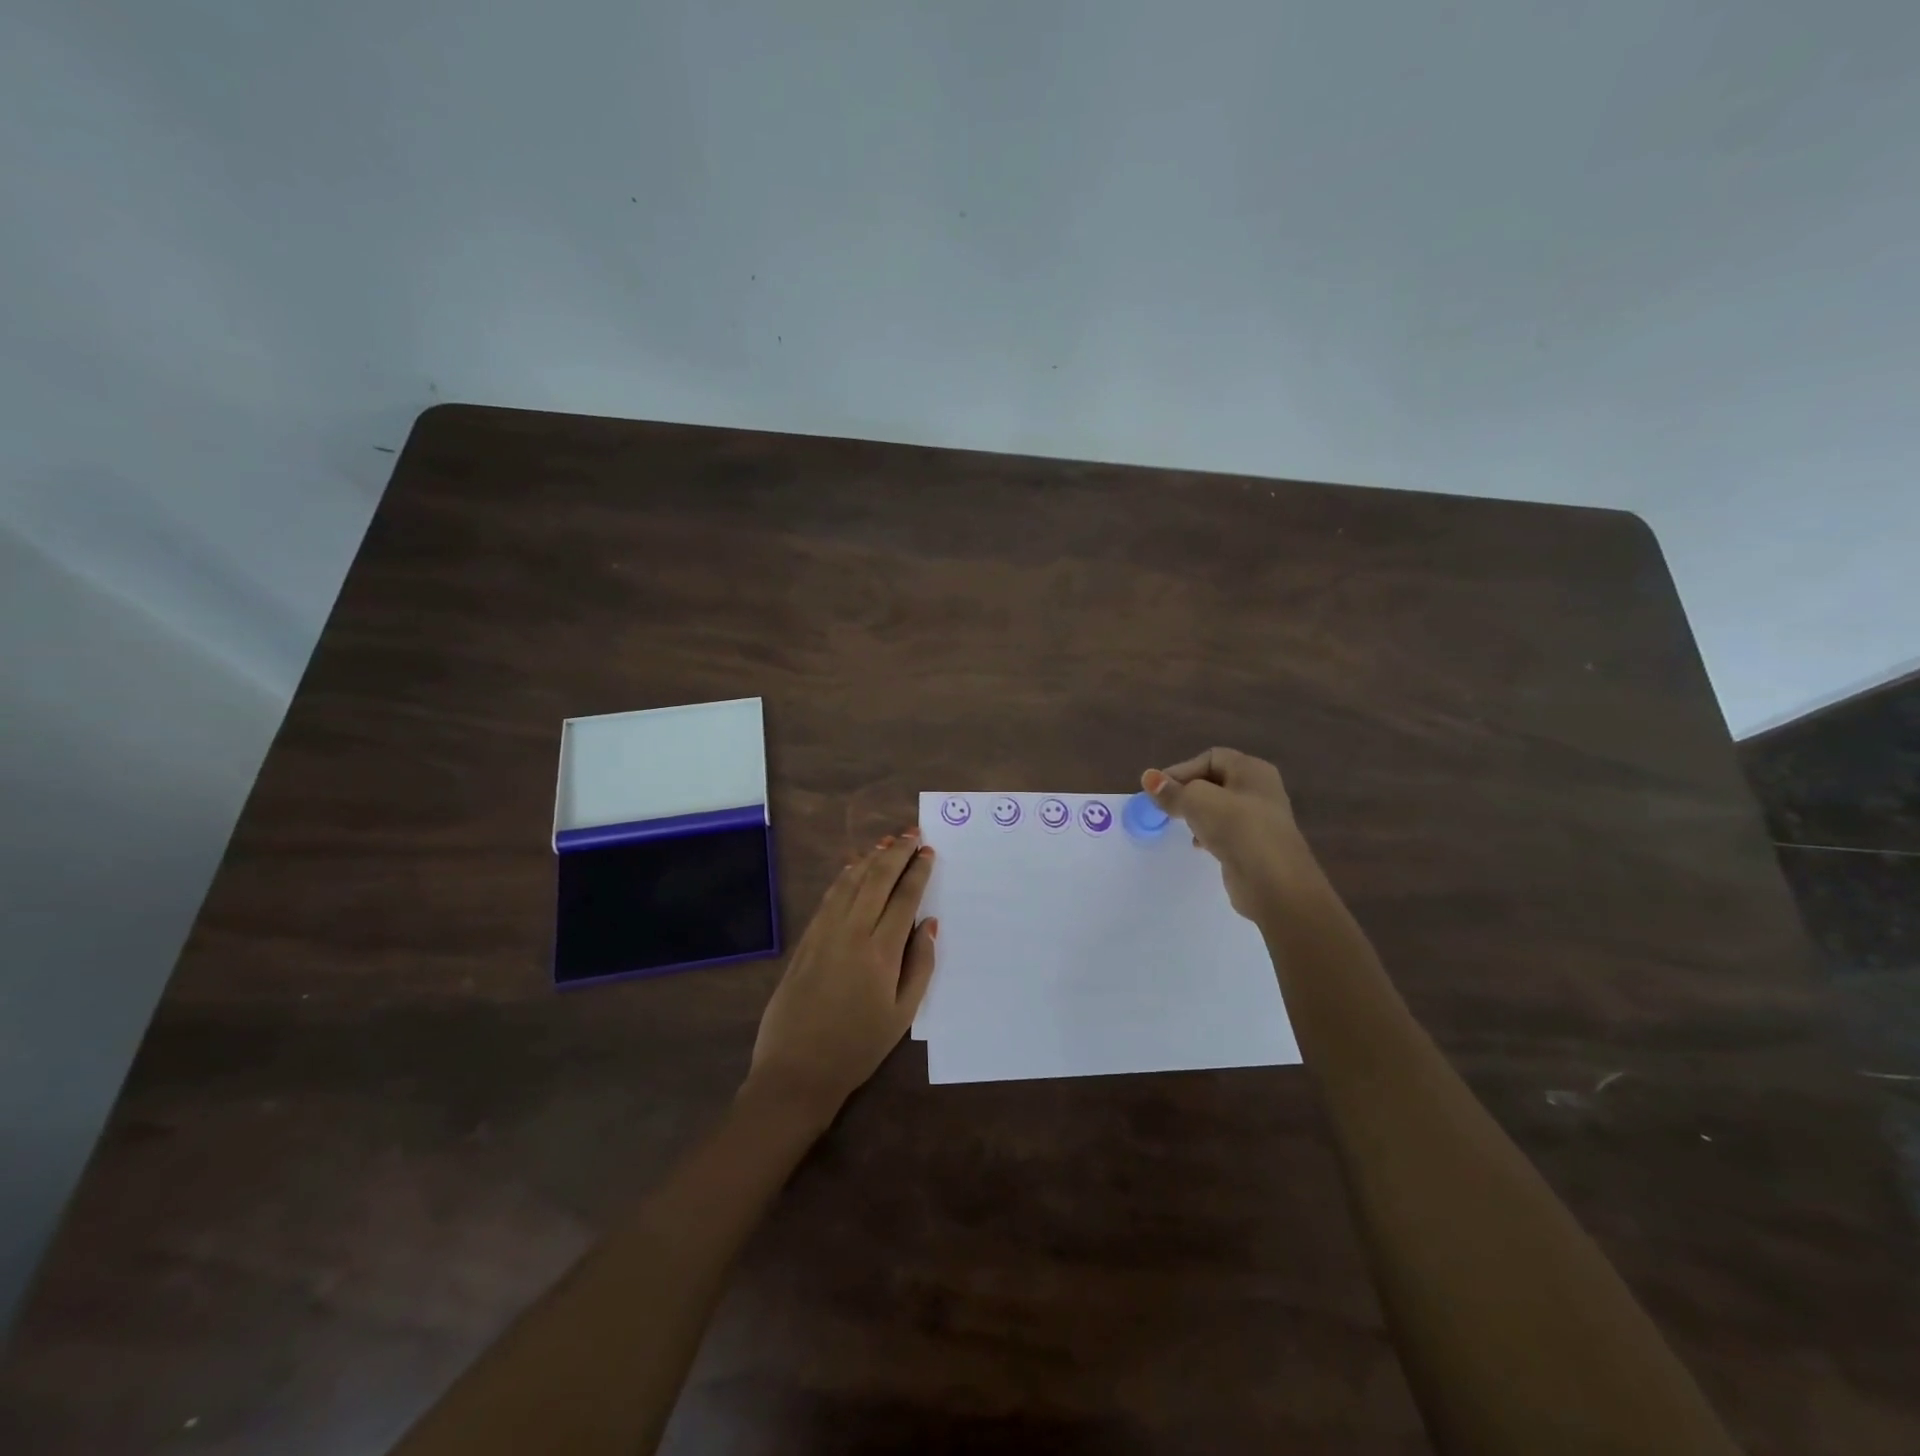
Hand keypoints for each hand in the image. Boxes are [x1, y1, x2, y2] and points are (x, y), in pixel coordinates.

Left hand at [744, 830, 937, 1122]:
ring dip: (871, 858)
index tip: (929, 852)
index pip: (904, 898)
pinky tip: (854, 868)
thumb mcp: (903, 1015)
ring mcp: (825, 933)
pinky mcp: (806, 940)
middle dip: (897, 853)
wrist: (796, 1070)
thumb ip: (921, 965)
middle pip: (877, 879)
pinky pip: (830, 897)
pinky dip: (845, 876)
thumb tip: (930, 925)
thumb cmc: (858, 1047)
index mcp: (881, 952)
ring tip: (888, 842)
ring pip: (851, 882)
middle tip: (913, 834)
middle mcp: (852, 932)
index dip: (918, 871)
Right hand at [1142, 748, 1323, 920]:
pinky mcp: (1254, 845)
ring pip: (1218, 808)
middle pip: (1214, 782)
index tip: (1159, 791)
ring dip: (1197, 814)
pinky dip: (1208, 834)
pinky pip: (1225, 831)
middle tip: (1165, 808)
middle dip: (1187, 792)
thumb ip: (1172, 790)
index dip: (1182, 770)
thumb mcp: (1197, 802)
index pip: (1210, 758)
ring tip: (1180, 825)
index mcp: (1252, 770)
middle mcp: (1259, 789)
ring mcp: (1259, 819)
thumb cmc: (1237, 829)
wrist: (1274, 883)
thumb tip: (1148, 777)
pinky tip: (1199, 845)